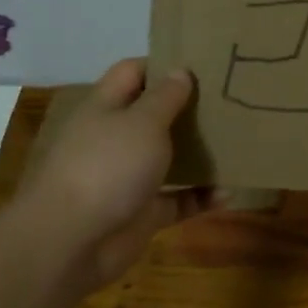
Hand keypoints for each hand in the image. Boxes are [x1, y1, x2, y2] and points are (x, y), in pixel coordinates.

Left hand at [16, 58, 218, 286]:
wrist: (70, 242)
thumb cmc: (107, 167)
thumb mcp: (143, 122)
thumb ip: (166, 97)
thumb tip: (180, 71)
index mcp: (106, 108)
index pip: (132, 73)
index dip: (163, 64)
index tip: (203, 64)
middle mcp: (115, 139)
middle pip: (153, 115)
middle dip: (188, 109)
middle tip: (231, 100)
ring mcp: (127, 178)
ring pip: (168, 158)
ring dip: (199, 153)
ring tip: (238, 142)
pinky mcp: (141, 213)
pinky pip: (178, 200)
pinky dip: (201, 197)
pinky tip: (229, 192)